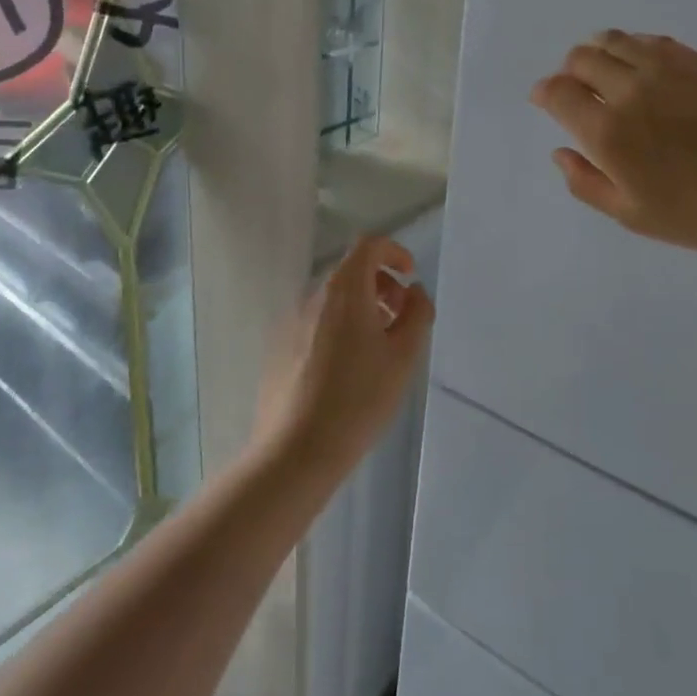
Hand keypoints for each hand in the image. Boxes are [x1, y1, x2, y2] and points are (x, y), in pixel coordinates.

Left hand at [255, 237, 434, 479]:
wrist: (296, 450)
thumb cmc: (359, 398)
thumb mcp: (404, 356)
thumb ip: (417, 313)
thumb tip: (413, 292)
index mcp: (344, 290)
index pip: (368, 245)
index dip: (394, 252)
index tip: (410, 276)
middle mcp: (313, 296)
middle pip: (350, 271)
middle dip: (381, 284)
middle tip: (400, 317)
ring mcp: (291, 321)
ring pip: (333, 299)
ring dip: (362, 307)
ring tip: (378, 346)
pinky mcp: (279, 347)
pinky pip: (316, 321)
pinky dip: (339, 326)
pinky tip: (348, 368)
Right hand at [530, 30, 696, 262]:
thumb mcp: (632, 215)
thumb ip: (586, 182)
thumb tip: (560, 151)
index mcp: (607, 131)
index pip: (557, 91)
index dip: (544, 93)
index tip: (546, 100)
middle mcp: (629, 90)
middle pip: (580, 58)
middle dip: (569, 72)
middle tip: (579, 91)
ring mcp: (666, 69)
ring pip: (615, 40)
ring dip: (599, 53)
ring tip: (608, 74)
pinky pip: (652, 40)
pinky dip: (634, 48)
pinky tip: (643, 68)